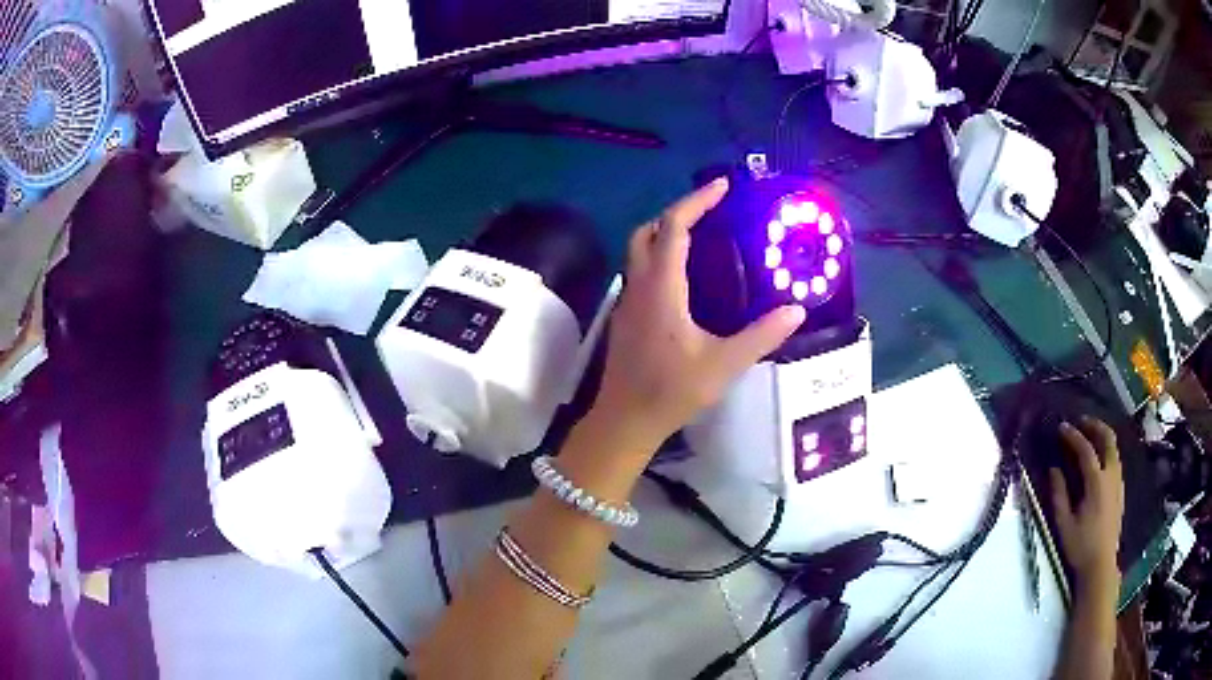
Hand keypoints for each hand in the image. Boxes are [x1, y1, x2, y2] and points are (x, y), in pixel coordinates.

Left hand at [589, 178, 805, 451]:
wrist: (625, 420)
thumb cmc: (671, 391)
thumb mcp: (724, 364)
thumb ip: (762, 336)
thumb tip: (796, 310)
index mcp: (662, 287)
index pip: (674, 228)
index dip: (696, 201)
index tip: (721, 187)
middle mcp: (640, 285)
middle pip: (647, 231)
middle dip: (676, 212)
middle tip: (709, 210)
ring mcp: (628, 300)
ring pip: (638, 250)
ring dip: (665, 233)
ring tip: (702, 236)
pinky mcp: (627, 316)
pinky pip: (640, 271)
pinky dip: (659, 256)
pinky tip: (685, 276)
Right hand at [1050, 416, 1123, 592]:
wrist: (1101, 565)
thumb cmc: (1080, 547)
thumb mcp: (1064, 524)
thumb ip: (1059, 495)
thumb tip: (1054, 469)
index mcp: (1096, 482)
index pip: (1086, 449)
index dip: (1073, 436)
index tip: (1062, 427)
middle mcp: (1111, 476)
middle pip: (1108, 439)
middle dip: (1095, 426)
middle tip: (1081, 422)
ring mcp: (1118, 482)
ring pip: (1114, 449)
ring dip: (1102, 437)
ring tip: (1089, 436)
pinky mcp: (1120, 491)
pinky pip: (1116, 461)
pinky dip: (1107, 452)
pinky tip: (1099, 461)